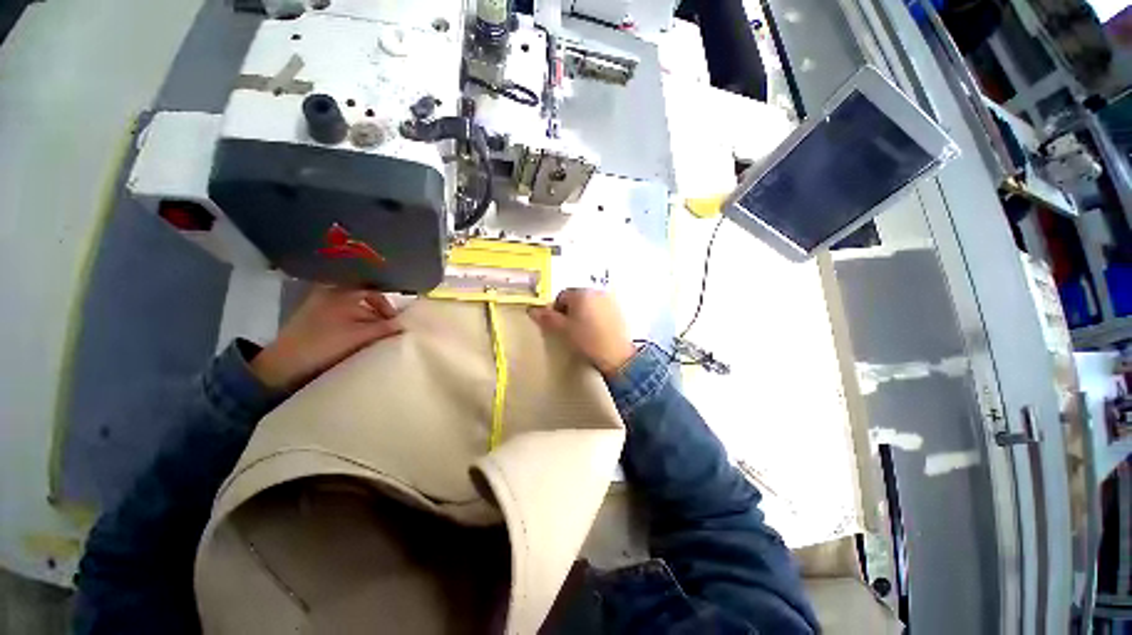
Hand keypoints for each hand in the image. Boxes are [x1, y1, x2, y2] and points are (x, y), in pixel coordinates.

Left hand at [251, 286, 403, 390]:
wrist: (283, 365)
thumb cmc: (324, 344)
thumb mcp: (359, 336)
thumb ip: (385, 328)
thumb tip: (405, 325)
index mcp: (340, 291)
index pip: (373, 291)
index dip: (387, 306)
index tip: (396, 322)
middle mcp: (329, 293)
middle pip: (364, 301)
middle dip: (379, 316)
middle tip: (388, 332)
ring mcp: (320, 306)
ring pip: (354, 311)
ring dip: (367, 323)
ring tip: (375, 338)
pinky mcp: (314, 320)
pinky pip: (343, 318)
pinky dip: (354, 326)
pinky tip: (359, 340)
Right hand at [528, 289, 636, 375]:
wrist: (617, 355)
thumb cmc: (587, 340)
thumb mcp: (563, 330)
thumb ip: (547, 318)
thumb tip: (532, 310)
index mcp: (581, 293)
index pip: (562, 296)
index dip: (556, 311)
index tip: (559, 325)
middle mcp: (596, 292)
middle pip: (576, 297)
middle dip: (570, 310)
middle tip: (570, 329)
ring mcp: (609, 300)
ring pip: (589, 303)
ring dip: (583, 313)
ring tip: (584, 332)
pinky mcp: (618, 310)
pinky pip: (601, 308)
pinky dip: (596, 316)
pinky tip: (596, 332)